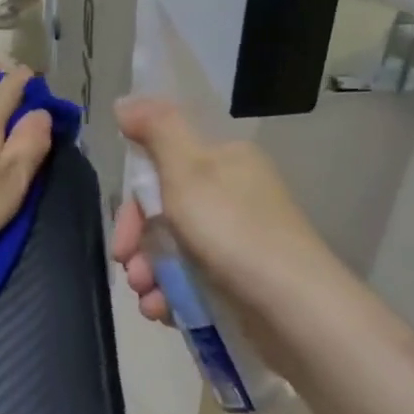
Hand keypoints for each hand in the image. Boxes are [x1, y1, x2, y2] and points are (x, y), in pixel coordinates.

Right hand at [110, 98, 324, 324]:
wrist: (293, 307)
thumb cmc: (234, 231)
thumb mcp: (189, 170)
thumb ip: (157, 130)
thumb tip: (126, 101)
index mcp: (224, 163)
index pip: (162, 172)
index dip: (133, 206)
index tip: (121, 237)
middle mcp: (232, 197)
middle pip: (164, 216)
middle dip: (138, 247)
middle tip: (131, 273)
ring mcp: (237, 242)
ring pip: (174, 253)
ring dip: (150, 276)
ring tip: (148, 300)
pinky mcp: (239, 281)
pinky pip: (192, 282)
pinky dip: (172, 296)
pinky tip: (163, 312)